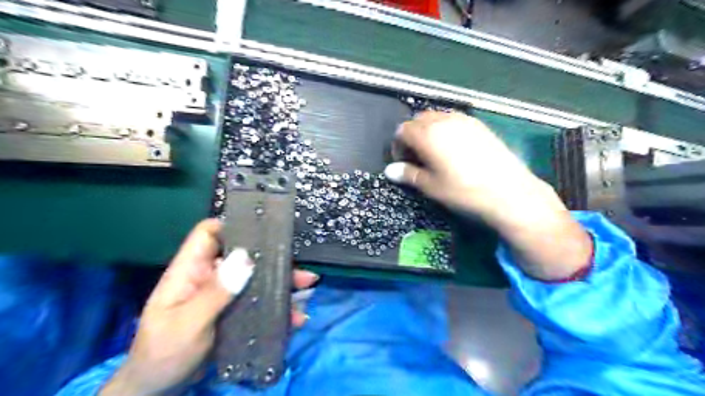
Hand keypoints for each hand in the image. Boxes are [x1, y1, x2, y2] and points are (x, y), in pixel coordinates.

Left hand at [100, 219, 316, 395]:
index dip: (233, 225)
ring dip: (281, 283)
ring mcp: (223, 295)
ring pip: (256, 279)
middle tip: (300, 266)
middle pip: (243, 256)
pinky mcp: (234, 312)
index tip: (264, 228)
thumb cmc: (163, 353)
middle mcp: (210, 277)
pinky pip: (259, 302)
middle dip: (273, 259)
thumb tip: (245, 257)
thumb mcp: (188, 323)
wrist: (159, 389)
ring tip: (307, 287)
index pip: (209, 233)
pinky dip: (278, 307)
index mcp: (191, 270)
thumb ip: (216, 292)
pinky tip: (295, 316)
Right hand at [388, 109, 589, 279]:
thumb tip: (389, 171)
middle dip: (412, 136)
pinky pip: (453, 120)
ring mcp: (464, 120)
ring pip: (436, 117)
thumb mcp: (431, 186)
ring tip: (434, 153)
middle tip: (417, 157)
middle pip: (418, 120)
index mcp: (428, 134)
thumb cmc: (463, 191)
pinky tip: (453, 149)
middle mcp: (444, 120)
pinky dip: (445, 129)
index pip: (402, 131)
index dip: (398, 146)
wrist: (509, 191)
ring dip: (428, 131)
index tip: (403, 162)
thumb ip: (408, 174)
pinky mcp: (479, 124)